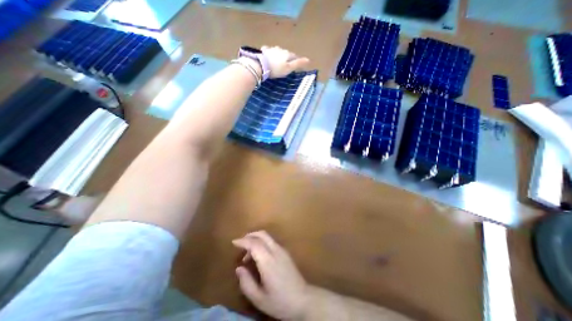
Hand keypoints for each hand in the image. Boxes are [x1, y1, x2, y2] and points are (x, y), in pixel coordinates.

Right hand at [232, 232, 310, 319]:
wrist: (303, 299)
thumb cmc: (280, 301)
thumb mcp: (259, 298)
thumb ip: (246, 283)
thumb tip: (239, 268)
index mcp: (268, 261)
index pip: (254, 244)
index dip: (243, 241)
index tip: (233, 242)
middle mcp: (276, 251)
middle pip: (262, 234)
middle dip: (250, 235)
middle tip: (240, 244)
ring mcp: (282, 250)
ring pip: (267, 237)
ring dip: (256, 239)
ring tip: (248, 255)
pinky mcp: (285, 252)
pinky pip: (271, 242)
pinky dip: (262, 243)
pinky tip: (259, 256)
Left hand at [261, 45, 311, 78]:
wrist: (262, 66)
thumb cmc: (277, 69)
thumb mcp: (289, 68)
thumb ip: (298, 63)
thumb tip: (309, 59)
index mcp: (287, 54)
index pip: (294, 56)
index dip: (296, 60)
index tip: (297, 64)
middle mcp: (281, 49)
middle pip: (286, 53)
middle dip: (287, 57)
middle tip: (287, 63)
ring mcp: (272, 49)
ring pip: (278, 50)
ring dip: (279, 53)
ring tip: (279, 59)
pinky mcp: (264, 51)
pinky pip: (267, 50)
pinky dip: (269, 51)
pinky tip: (267, 52)